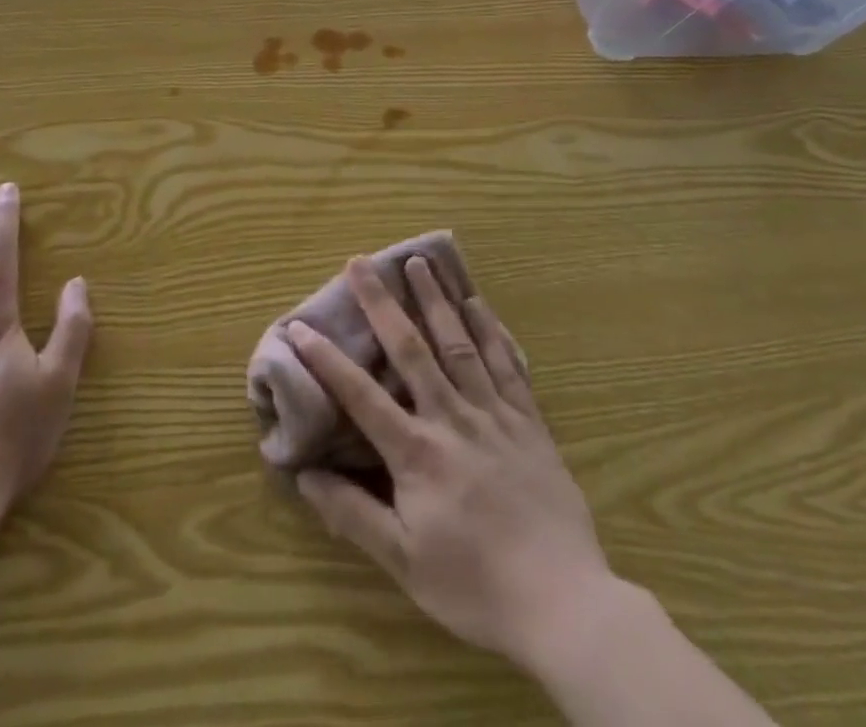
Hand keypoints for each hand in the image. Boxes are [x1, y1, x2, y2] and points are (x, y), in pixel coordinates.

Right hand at [288, 257, 612, 672]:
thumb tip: (304, 475)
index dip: (326, 359)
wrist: (565, 604)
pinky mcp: (529, 421)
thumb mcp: (404, 561)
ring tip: (421, 262)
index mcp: (417, 452)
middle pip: (411, 349)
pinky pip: (507, 364)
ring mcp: (494, 414)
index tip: (300, 326)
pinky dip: (491, 330)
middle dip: (382, 302)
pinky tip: (479, 303)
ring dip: (437, 299)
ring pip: (460, 343)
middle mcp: (452, 418)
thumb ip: (353, 514)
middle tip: (361, 262)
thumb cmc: (475, 585)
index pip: (360, 395)